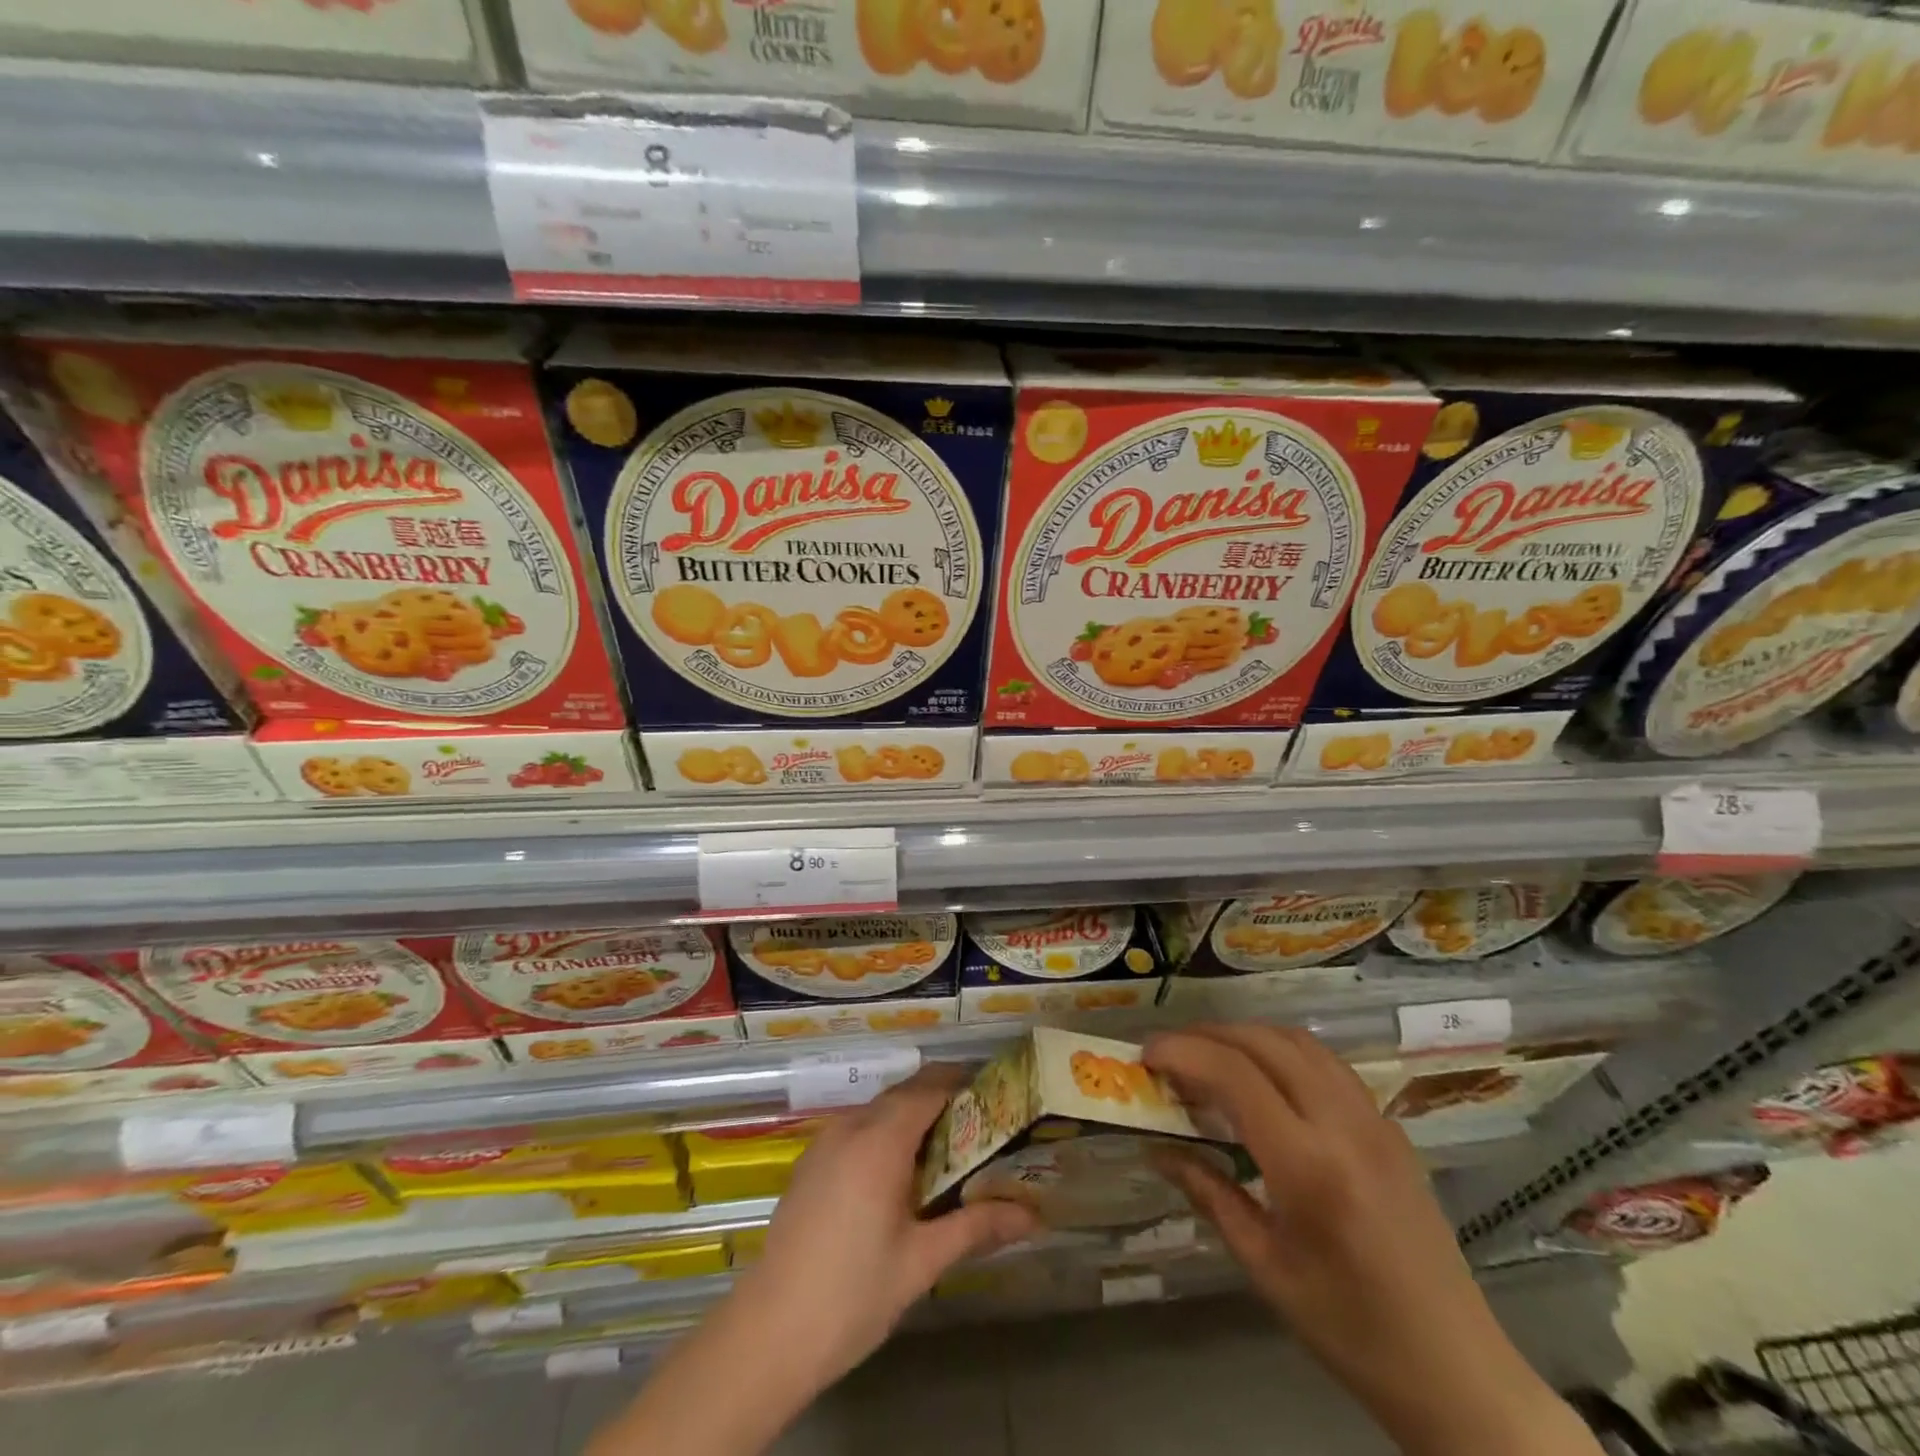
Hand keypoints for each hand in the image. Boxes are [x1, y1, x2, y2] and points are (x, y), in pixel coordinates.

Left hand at [728, 1063, 1040, 1389]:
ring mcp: (824, 1143)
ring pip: (878, 1110)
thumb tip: (1033, 1216)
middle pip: (903, 1094)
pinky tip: (898, 1175)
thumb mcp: (922, 1262)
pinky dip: (885, 1133)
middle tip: (980, 1125)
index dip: (963, 1084)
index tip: (996, 1095)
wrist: (769, 1333)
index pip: (929, 1089)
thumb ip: (977, 1227)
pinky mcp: (810, 1163)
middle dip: (942, 1100)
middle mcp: (850, 1127)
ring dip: (912, 1117)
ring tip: (946, 1150)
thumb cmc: (853, 1294)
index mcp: (880, 1141)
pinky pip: (856, 1129)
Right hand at [1144, 1026, 1600, 1455]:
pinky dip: (1282, 1050)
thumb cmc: (1351, 1330)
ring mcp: (1374, 1120)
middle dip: (1207, 1036)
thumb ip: (1208, 1193)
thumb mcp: (1265, 1267)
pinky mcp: (1390, 1125)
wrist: (1458, 1371)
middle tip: (1168, 1054)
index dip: (1182, 1052)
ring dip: (1245, 1035)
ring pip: (1298, 1041)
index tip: (1145, 1056)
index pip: (1234, 1074)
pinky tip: (1262, 1077)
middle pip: (1264, 1042)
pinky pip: (1326, 1062)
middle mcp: (1344, 1125)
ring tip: (1208, 1057)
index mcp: (1309, 1166)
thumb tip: (1156, 1147)